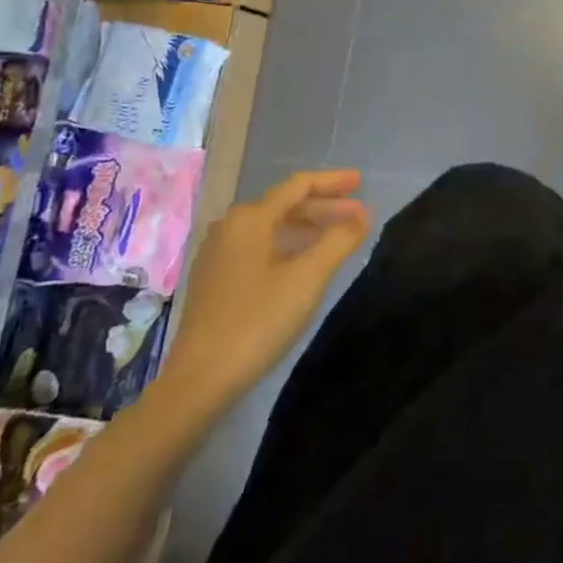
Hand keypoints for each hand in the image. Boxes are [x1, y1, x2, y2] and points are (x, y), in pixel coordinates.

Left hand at [155, 169, 370, 422]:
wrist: (199, 381)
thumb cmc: (258, 321)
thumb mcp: (308, 277)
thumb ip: (339, 239)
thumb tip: (363, 214)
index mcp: (250, 219)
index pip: (299, 186)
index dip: (333, 181)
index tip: (361, 181)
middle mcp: (230, 227)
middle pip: (285, 205)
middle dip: (324, 206)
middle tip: (358, 214)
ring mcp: (218, 254)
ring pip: (272, 227)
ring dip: (307, 227)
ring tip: (338, 236)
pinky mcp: (215, 280)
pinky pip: (260, 247)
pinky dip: (288, 245)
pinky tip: (304, 261)